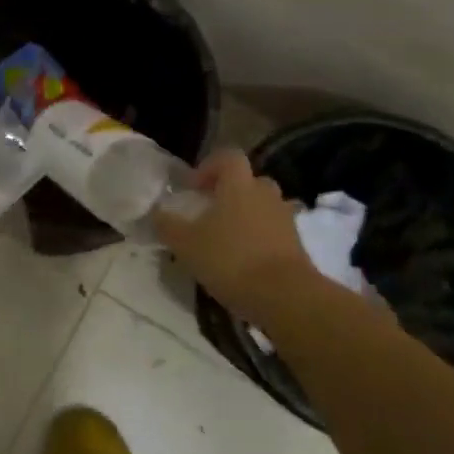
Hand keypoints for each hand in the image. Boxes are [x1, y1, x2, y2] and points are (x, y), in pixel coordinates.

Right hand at [154, 151, 326, 332]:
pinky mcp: (297, 244)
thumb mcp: (186, 244)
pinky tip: (244, 261)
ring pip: (262, 207)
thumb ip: (167, 225)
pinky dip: (259, 239)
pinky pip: (273, 231)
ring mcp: (285, 218)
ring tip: (226, 240)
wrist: (285, 296)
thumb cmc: (231, 259)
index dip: (209, 166)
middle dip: (229, 192)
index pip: (228, 157)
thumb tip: (156, 212)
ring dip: (245, 216)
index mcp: (239, 185)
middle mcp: (265, 194)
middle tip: (209, 212)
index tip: (194, 187)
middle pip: (248, 181)